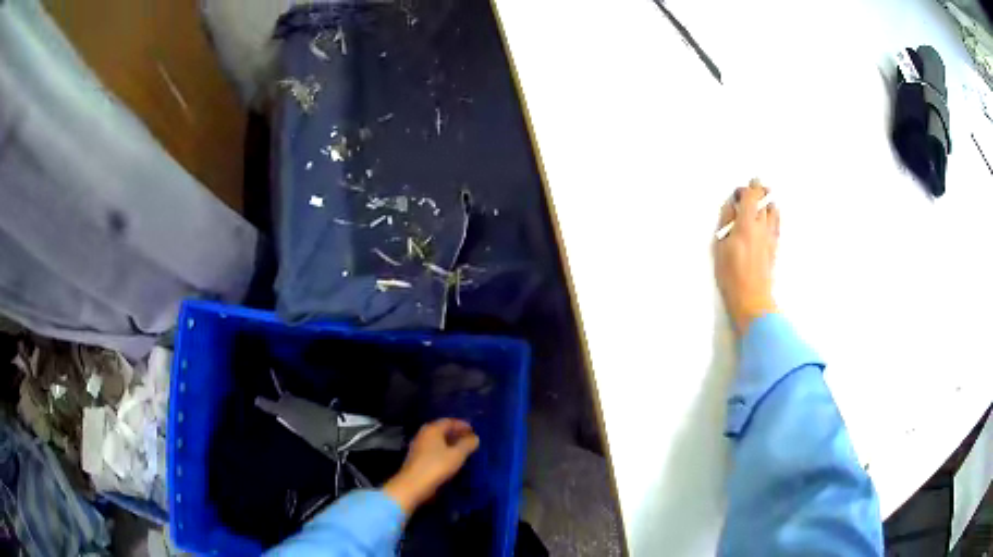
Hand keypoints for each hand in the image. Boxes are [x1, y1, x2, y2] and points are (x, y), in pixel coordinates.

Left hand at [383, 418, 479, 514]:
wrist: (413, 485)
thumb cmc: (437, 466)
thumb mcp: (457, 455)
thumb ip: (467, 444)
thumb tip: (475, 437)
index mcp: (432, 429)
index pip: (449, 421)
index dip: (462, 425)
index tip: (474, 430)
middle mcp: (423, 434)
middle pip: (442, 429)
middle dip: (456, 433)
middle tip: (470, 439)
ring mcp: (418, 446)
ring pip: (437, 440)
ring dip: (450, 442)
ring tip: (463, 449)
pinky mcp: (417, 457)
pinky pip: (433, 448)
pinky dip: (443, 450)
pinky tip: (450, 458)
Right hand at [714, 179, 779, 333]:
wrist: (752, 298)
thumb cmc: (731, 275)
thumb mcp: (720, 247)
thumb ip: (726, 223)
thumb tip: (731, 206)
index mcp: (747, 223)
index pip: (752, 196)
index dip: (748, 188)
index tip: (741, 189)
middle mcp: (762, 226)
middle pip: (765, 200)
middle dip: (760, 191)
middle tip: (754, 188)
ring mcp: (771, 236)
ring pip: (774, 211)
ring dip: (768, 203)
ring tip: (763, 201)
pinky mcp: (775, 247)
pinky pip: (777, 224)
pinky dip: (773, 216)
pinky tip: (770, 218)